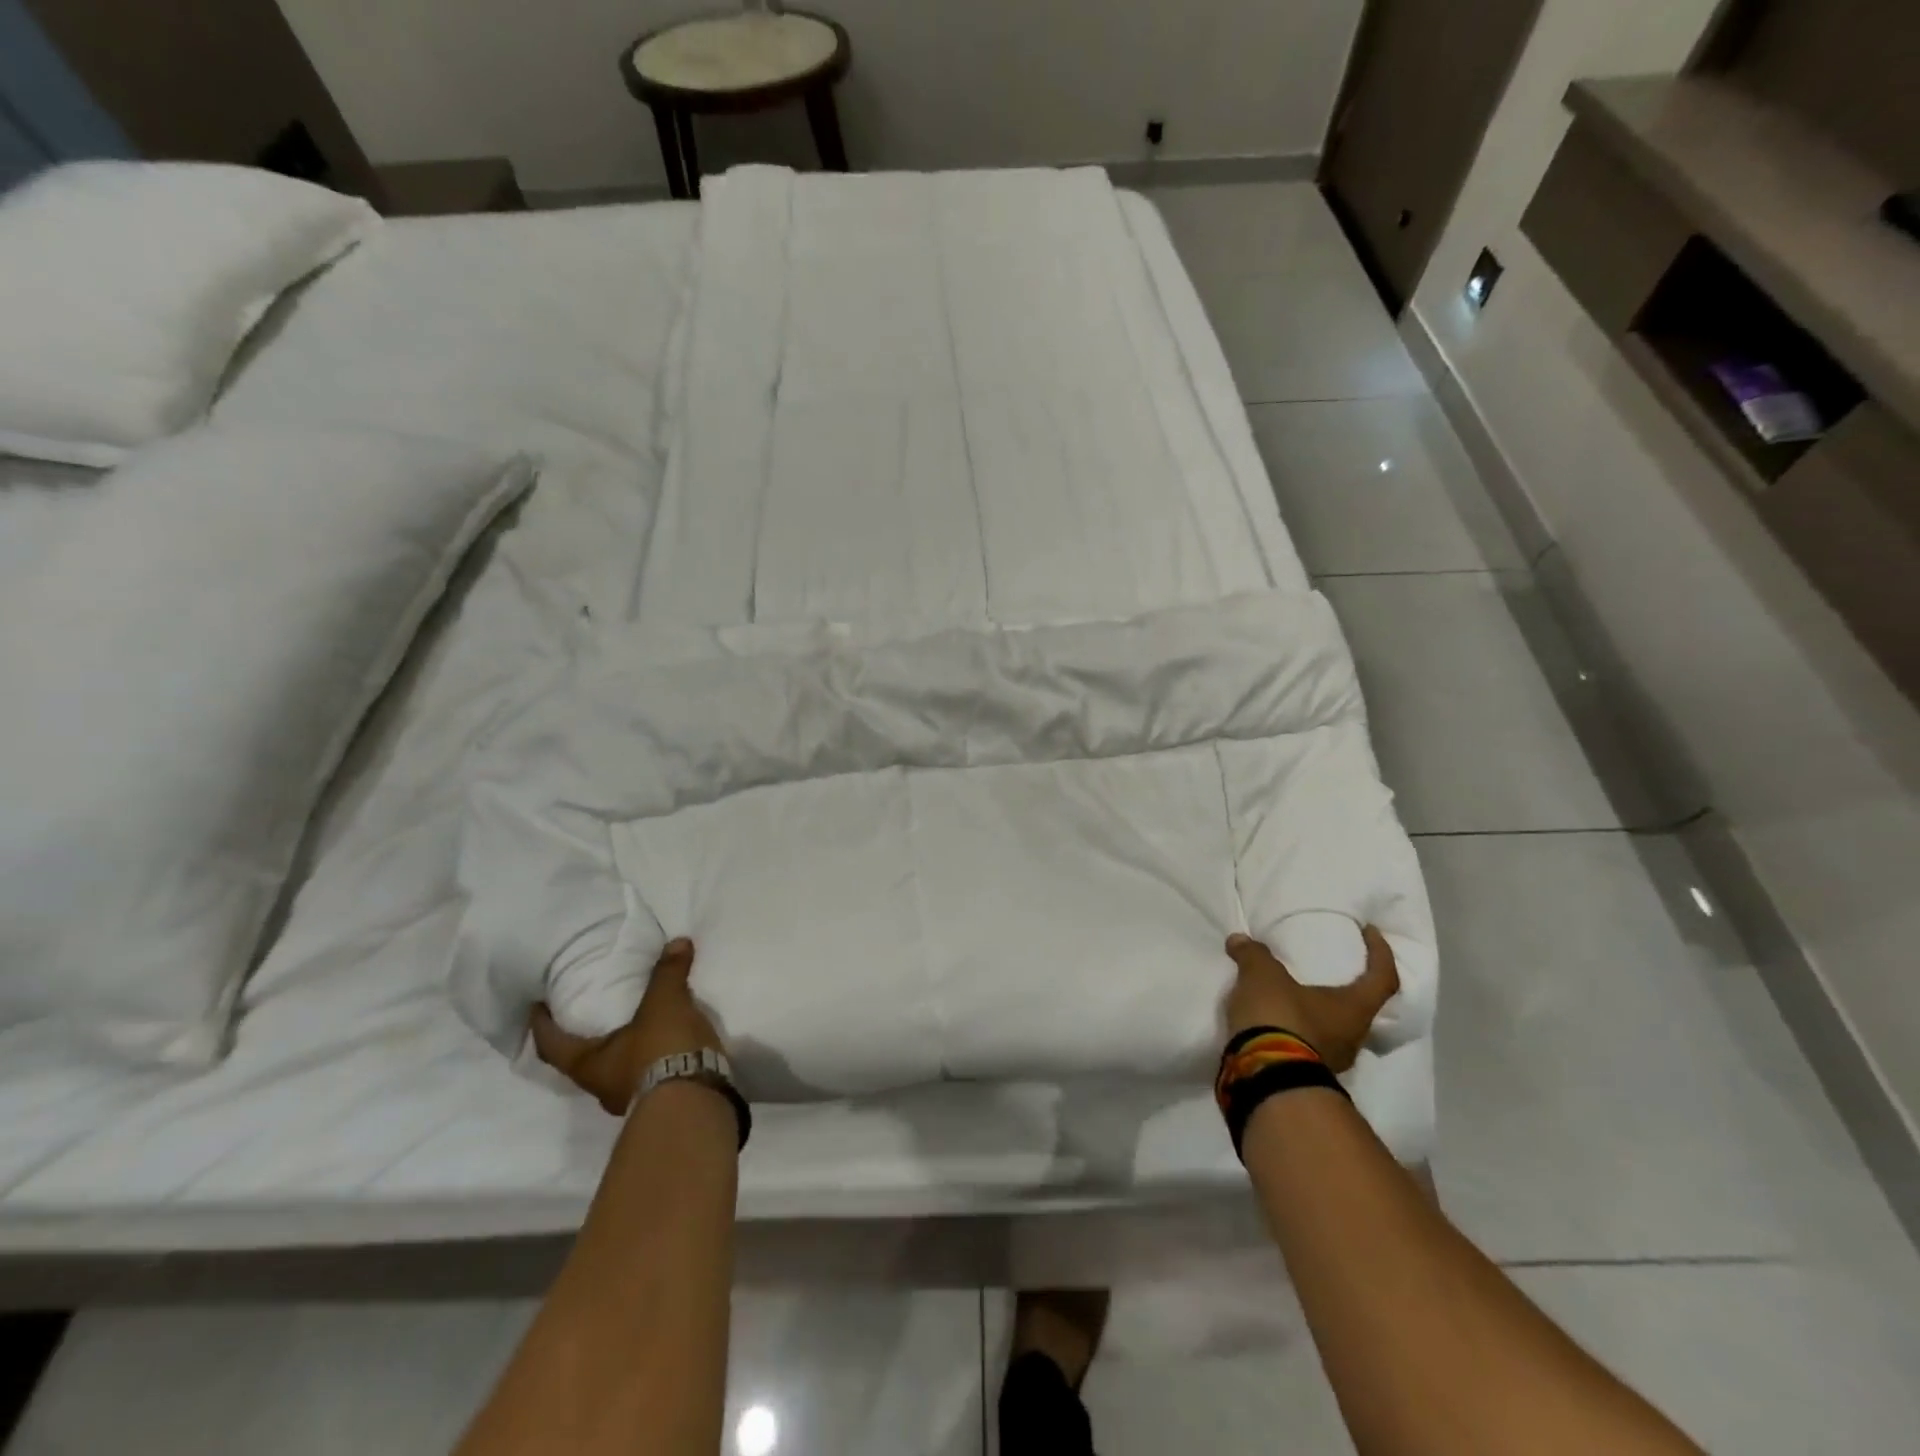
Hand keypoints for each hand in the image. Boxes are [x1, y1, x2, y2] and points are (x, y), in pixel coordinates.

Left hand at [530, 938, 724, 1114]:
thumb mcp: (664, 1003)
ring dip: (625, 1050)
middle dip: (588, 1039)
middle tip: (594, 1012)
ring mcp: (632, 1099)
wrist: (695, 1101)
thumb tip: (677, 942)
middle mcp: (602, 1087)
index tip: (535, 1007)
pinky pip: (649, 1075)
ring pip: (619, 1071)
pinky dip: (653, 1058)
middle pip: (585, 1061)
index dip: (541, 1026)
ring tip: (639, 1025)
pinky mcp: (662, 1103)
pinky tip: (668, 1044)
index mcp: (589, 1065)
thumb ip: (667, 973)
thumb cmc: (661, 1050)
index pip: (553, 1045)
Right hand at [1224, 926, 1399, 1073]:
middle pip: (1361, 1008)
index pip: (1383, 978)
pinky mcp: (1307, 1073)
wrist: (1264, 1076)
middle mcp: (1353, 1037)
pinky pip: (1310, 1044)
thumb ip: (1254, 955)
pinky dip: (1299, 1030)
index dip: (1381, 953)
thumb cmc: (1279, 1017)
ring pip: (1334, 1030)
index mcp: (1354, 1008)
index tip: (1371, 932)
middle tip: (1329, 969)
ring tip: (1295, 995)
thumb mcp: (1262, 975)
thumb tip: (1239, 940)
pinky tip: (1277, 1020)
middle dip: (1347, 988)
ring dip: (1319, 1012)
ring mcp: (1332, 1061)